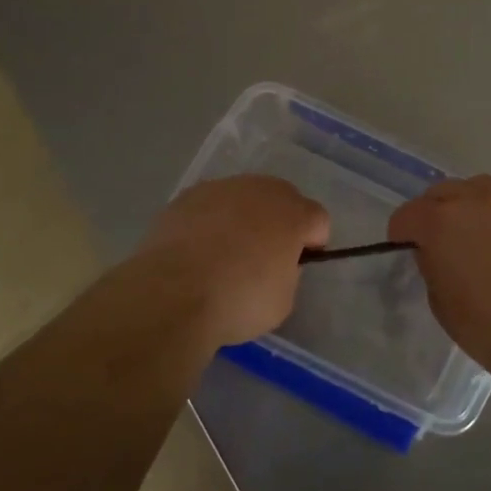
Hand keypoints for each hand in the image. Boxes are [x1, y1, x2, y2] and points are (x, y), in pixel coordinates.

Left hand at [133, 175, 328, 350]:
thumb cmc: (239, 300)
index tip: (298, 264)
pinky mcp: (187, 197)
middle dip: (278, 222)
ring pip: (243, 198)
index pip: (318, 218)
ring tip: (223, 253)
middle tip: (263, 256)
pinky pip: (209, 206)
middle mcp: (261, 190)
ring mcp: (222, 189)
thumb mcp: (283, 301)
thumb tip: (275, 265)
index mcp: (293, 213)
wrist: (173, 293)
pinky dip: (209, 222)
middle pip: (281, 198)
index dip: (312, 242)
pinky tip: (196, 250)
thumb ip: (288, 274)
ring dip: (242, 218)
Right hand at [390, 175, 490, 369]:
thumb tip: (438, 253)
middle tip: (446, 240)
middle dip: (437, 211)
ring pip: (484, 189)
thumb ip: (433, 265)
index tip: (409, 249)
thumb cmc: (488, 326)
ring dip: (476, 206)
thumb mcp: (441, 303)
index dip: (403, 233)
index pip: (406, 215)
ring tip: (486, 235)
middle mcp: (476, 198)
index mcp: (440, 221)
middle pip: (444, 191)